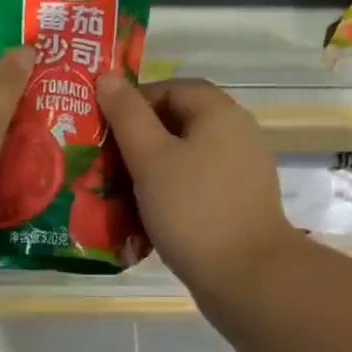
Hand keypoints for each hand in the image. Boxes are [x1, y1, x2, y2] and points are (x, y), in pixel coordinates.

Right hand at [97, 74, 298, 301]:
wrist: (246, 276)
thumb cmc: (192, 208)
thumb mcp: (150, 157)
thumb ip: (126, 114)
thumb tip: (107, 76)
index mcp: (220, 113)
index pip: (173, 87)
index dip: (135, 102)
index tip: (105, 129)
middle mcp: (236, 135)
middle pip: (178, 124)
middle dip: (138, 141)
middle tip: (104, 164)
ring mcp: (240, 173)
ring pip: (184, 160)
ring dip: (149, 173)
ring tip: (117, 194)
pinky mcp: (237, 206)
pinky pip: (195, 189)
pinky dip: (169, 197)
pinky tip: (145, 221)